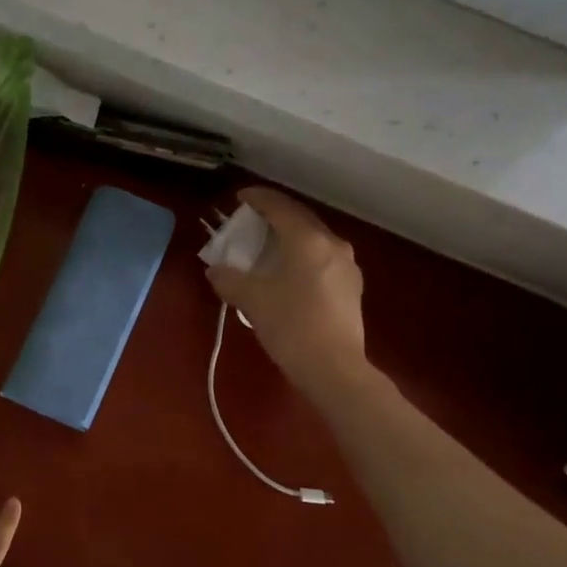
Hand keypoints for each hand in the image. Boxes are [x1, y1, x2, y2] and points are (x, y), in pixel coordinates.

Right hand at [206, 188, 369, 395]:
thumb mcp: (252, 301)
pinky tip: (288, 274)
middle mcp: (332, 244)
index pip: (279, 207)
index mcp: (307, 240)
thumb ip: (229, 279)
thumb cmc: (291, 326)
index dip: (258, 199)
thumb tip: (215, 270)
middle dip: (274, 218)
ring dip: (289, 239)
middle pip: (300, 220)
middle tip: (250, 223)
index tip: (240, 198)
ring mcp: (347, 266)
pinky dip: (301, 258)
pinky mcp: (351, 289)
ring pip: (313, 241)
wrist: (334, 368)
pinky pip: (321, 260)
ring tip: (267, 249)